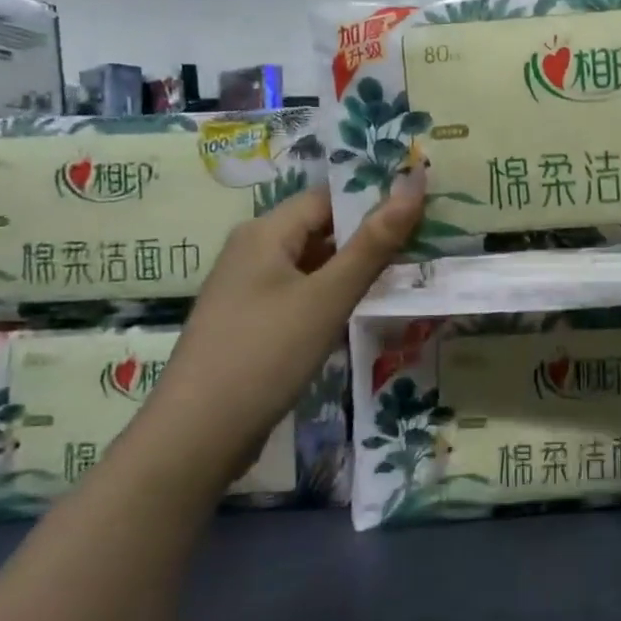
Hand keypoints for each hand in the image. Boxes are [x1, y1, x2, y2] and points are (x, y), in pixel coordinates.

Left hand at [144, 173, 424, 484]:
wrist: (196, 437)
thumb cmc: (265, 354)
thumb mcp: (327, 297)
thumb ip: (374, 243)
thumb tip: (414, 183)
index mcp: (265, 232)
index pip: (329, 198)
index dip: (375, 201)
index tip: (423, 213)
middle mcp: (252, 251)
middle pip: (320, 228)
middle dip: (369, 237)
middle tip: (424, 244)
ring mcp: (249, 290)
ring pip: (313, 265)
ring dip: (354, 269)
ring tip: (405, 276)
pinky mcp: (252, 323)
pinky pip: (300, 294)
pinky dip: (332, 296)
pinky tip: (361, 312)